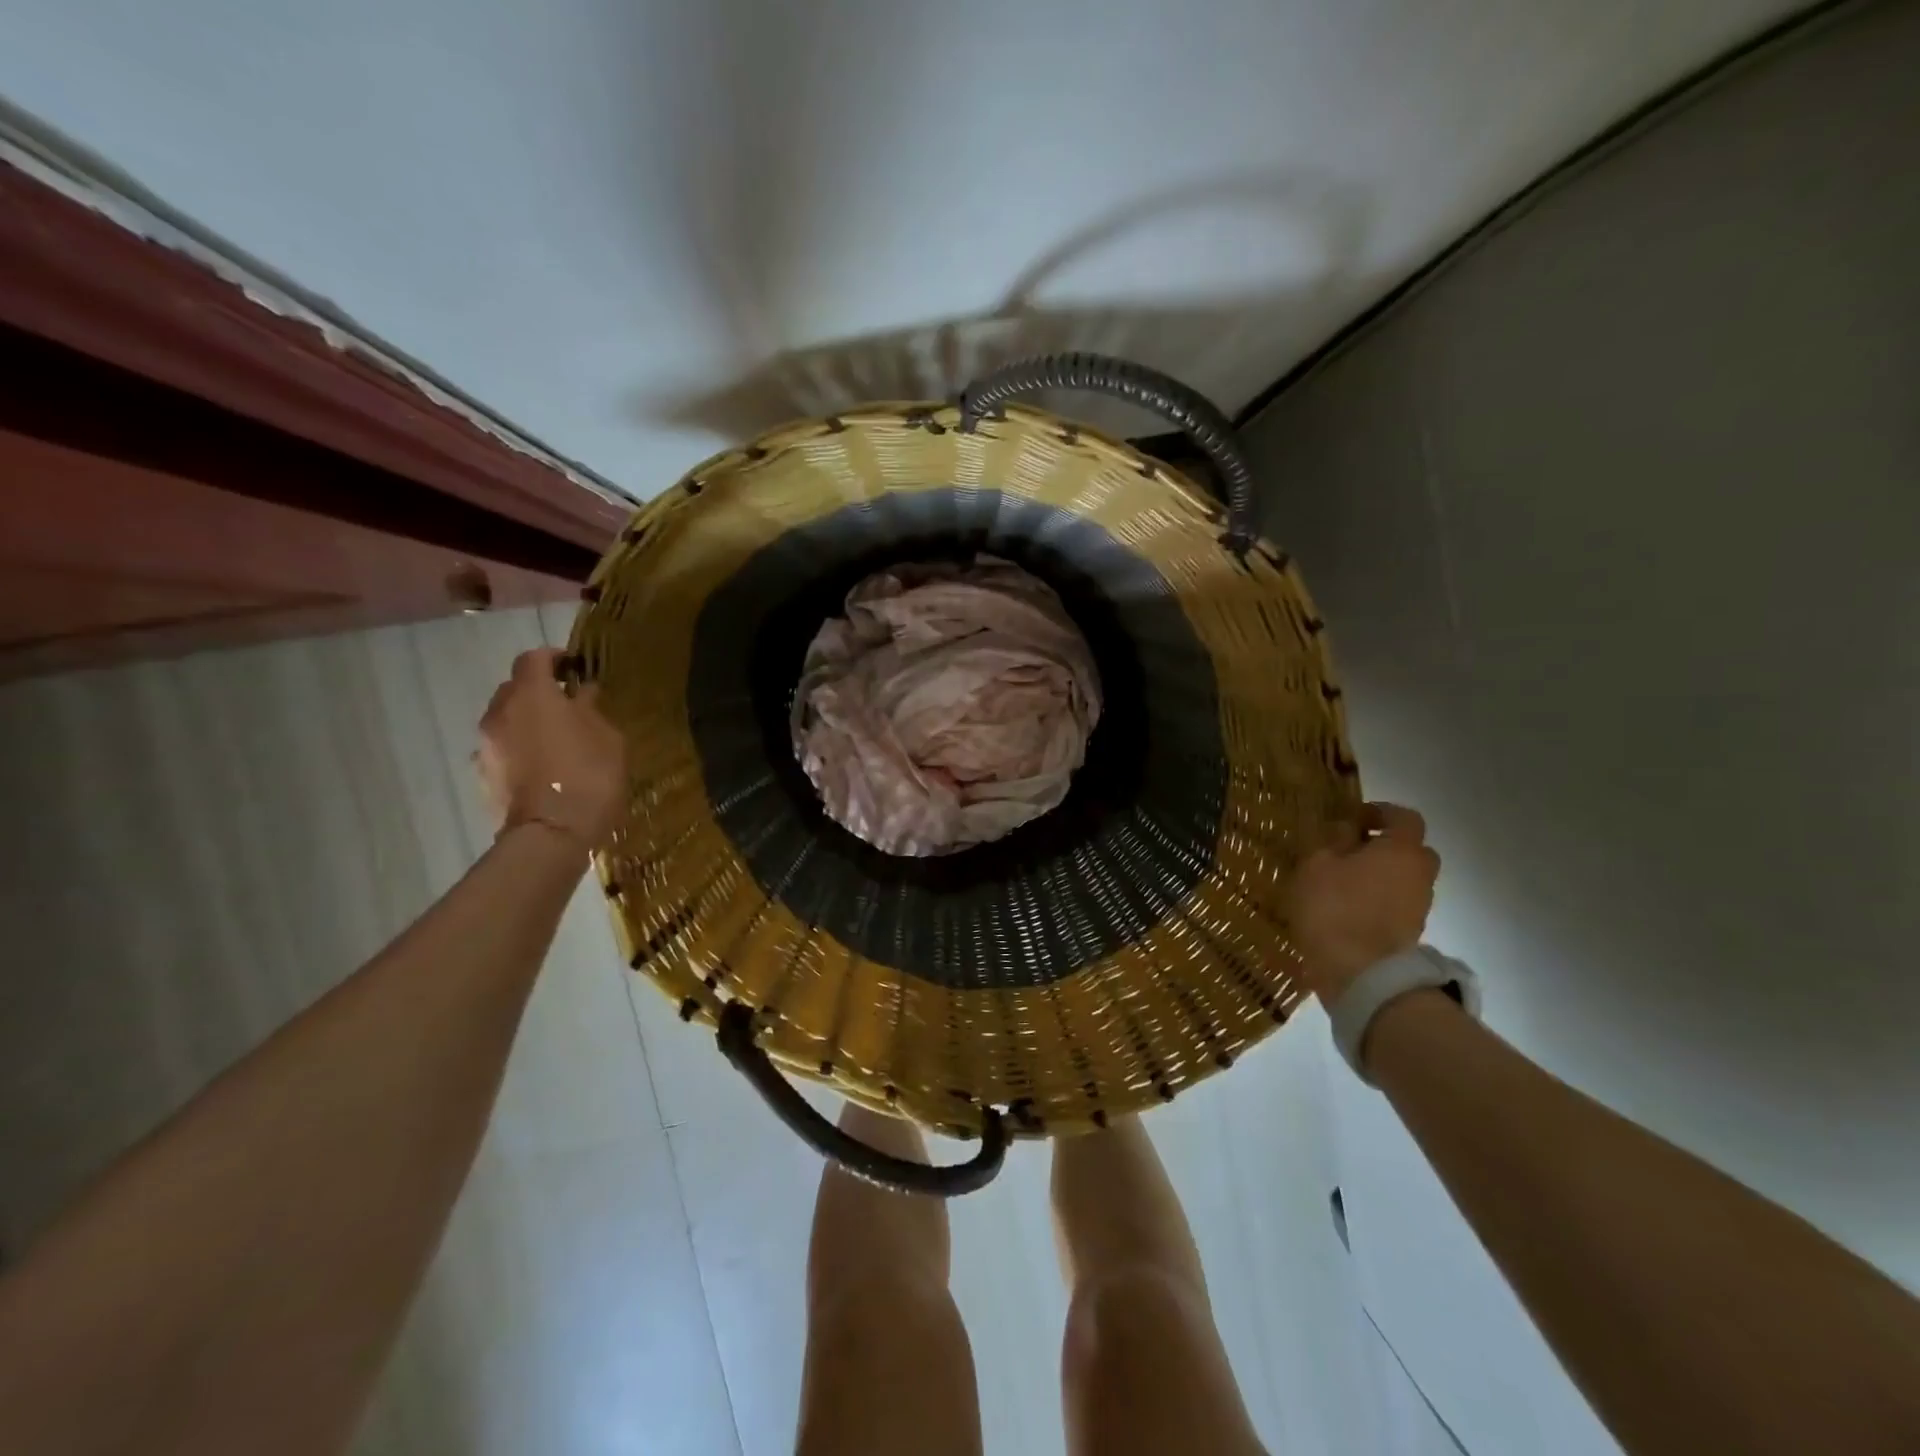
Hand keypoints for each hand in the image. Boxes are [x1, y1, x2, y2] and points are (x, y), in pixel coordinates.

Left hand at [475, 649, 629, 851]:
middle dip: (538, 691)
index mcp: (532, 694)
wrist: (552, 833)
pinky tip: (543, 765)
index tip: (574, 667)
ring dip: (527, 721)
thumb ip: (591, 709)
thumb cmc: (589, 776)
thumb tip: (581, 694)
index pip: (533, 658)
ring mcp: (486, 744)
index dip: (553, 657)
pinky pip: (503, 747)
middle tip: (567, 705)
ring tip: (556, 738)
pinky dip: (520, 747)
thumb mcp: (608, 737)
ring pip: (506, 719)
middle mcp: (500, 712)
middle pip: (514, 687)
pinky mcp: (483, 773)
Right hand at [1286, 802, 1439, 1002]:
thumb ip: (1334, 841)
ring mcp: (1420, 906)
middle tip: (1351, 851)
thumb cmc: (1334, 908)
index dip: (1381, 812)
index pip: (1405, 817)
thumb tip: (1348, 829)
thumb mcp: (1317, 864)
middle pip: (1412, 849)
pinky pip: (1398, 903)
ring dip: (1382, 874)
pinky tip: (1349, 907)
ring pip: (1405, 878)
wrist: (1360, 973)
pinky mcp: (1411, 932)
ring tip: (1344, 882)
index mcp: (1402, 850)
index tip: (1353, 819)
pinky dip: (1380, 899)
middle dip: (1386, 845)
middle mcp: (1420, 874)